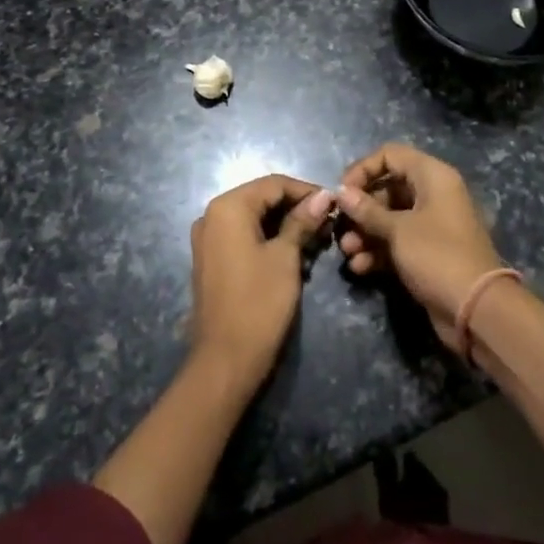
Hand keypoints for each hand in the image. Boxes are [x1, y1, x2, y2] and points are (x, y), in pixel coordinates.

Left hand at [189, 174, 331, 386]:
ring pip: (254, 218)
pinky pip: (243, 236)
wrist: (225, 360)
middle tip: (328, 225)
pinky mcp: (211, 259)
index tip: (335, 204)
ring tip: (316, 241)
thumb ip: (302, 221)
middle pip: (262, 198)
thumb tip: (324, 195)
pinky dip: (268, 239)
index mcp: (228, 207)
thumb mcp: (286, 257)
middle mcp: (212, 215)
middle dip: (296, 208)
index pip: (274, 184)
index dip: (306, 191)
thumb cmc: (259, 303)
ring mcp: (208, 238)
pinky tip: (293, 254)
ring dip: (284, 225)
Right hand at [336, 143, 506, 349]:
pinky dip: (377, 251)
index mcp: (432, 176)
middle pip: (387, 188)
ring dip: (365, 233)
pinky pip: (396, 242)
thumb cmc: (437, 256)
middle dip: (361, 209)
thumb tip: (341, 192)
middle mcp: (432, 194)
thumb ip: (367, 210)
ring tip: (348, 252)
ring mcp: (431, 225)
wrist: (477, 310)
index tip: (342, 192)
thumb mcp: (398, 230)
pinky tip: (360, 267)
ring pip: (389, 218)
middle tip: (340, 227)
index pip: (391, 155)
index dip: (363, 169)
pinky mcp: (427, 252)